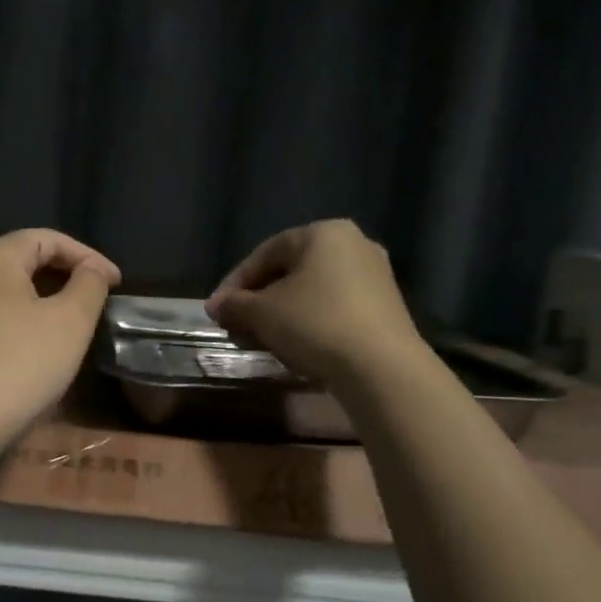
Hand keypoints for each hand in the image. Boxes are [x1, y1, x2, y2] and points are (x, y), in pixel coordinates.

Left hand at [0, 229, 121, 449]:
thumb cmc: (19, 364)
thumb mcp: (70, 321)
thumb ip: (88, 285)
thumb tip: (91, 270)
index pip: (48, 239)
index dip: (88, 256)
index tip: (117, 283)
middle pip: (23, 261)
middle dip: (64, 275)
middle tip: (96, 298)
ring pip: (6, 292)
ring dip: (42, 301)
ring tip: (71, 322)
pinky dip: (19, 322)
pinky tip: (34, 348)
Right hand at [206, 219, 423, 381]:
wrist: (381, 368)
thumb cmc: (315, 324)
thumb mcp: (261, 313)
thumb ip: (234, 304)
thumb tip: (217, 306)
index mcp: (323, 233)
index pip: (264, 254)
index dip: (234, 283)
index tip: (216, 311)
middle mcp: (353, 244)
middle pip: (289, 272)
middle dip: (257, 301)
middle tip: (235, 327)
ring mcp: (374, 276)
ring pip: (310, 292)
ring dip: (279, 315)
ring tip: (259, 341)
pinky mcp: (384, 308)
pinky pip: (333, 308)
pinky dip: (307, 323)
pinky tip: (292, 347)